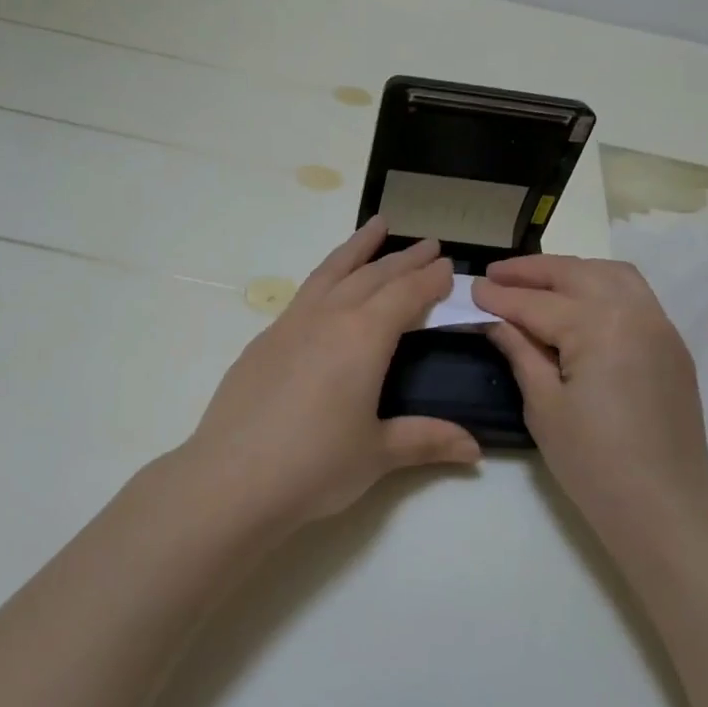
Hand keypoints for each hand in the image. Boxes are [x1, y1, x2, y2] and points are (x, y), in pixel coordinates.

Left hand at [179, 217, 481, 531]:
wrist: (231, 480)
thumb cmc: (315, 466)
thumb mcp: (378, 454)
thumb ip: (426, 440)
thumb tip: (476, 450)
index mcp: (363, 337)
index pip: (406, 295)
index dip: (430, 279)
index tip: (448, 266)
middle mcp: (328, 318)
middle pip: (372, 276)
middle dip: (404, 259)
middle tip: (428, 244)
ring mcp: (289, 325)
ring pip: (331, 272)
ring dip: (357, 248)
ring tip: (376, 226)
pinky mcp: (263, 341)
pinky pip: (304, 293)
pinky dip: (326, 277)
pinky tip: (327, 289)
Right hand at [474, 256, 707, 539]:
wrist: (664, 506)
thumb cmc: (593, 463)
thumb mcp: (544, 407)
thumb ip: (520, 352)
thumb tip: (496, 320)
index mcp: (598, 327)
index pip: (537, 303)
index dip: (500, 296)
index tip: (472, 286)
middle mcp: (633, 312)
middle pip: (575, 274)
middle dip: (532, 271)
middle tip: (496, 274)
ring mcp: (659, 325)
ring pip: (611, 274)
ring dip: (571, 271)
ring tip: (537, 280)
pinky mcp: (672, 344)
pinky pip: (635, 295)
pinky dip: (602, 285)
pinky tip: (579, 301)